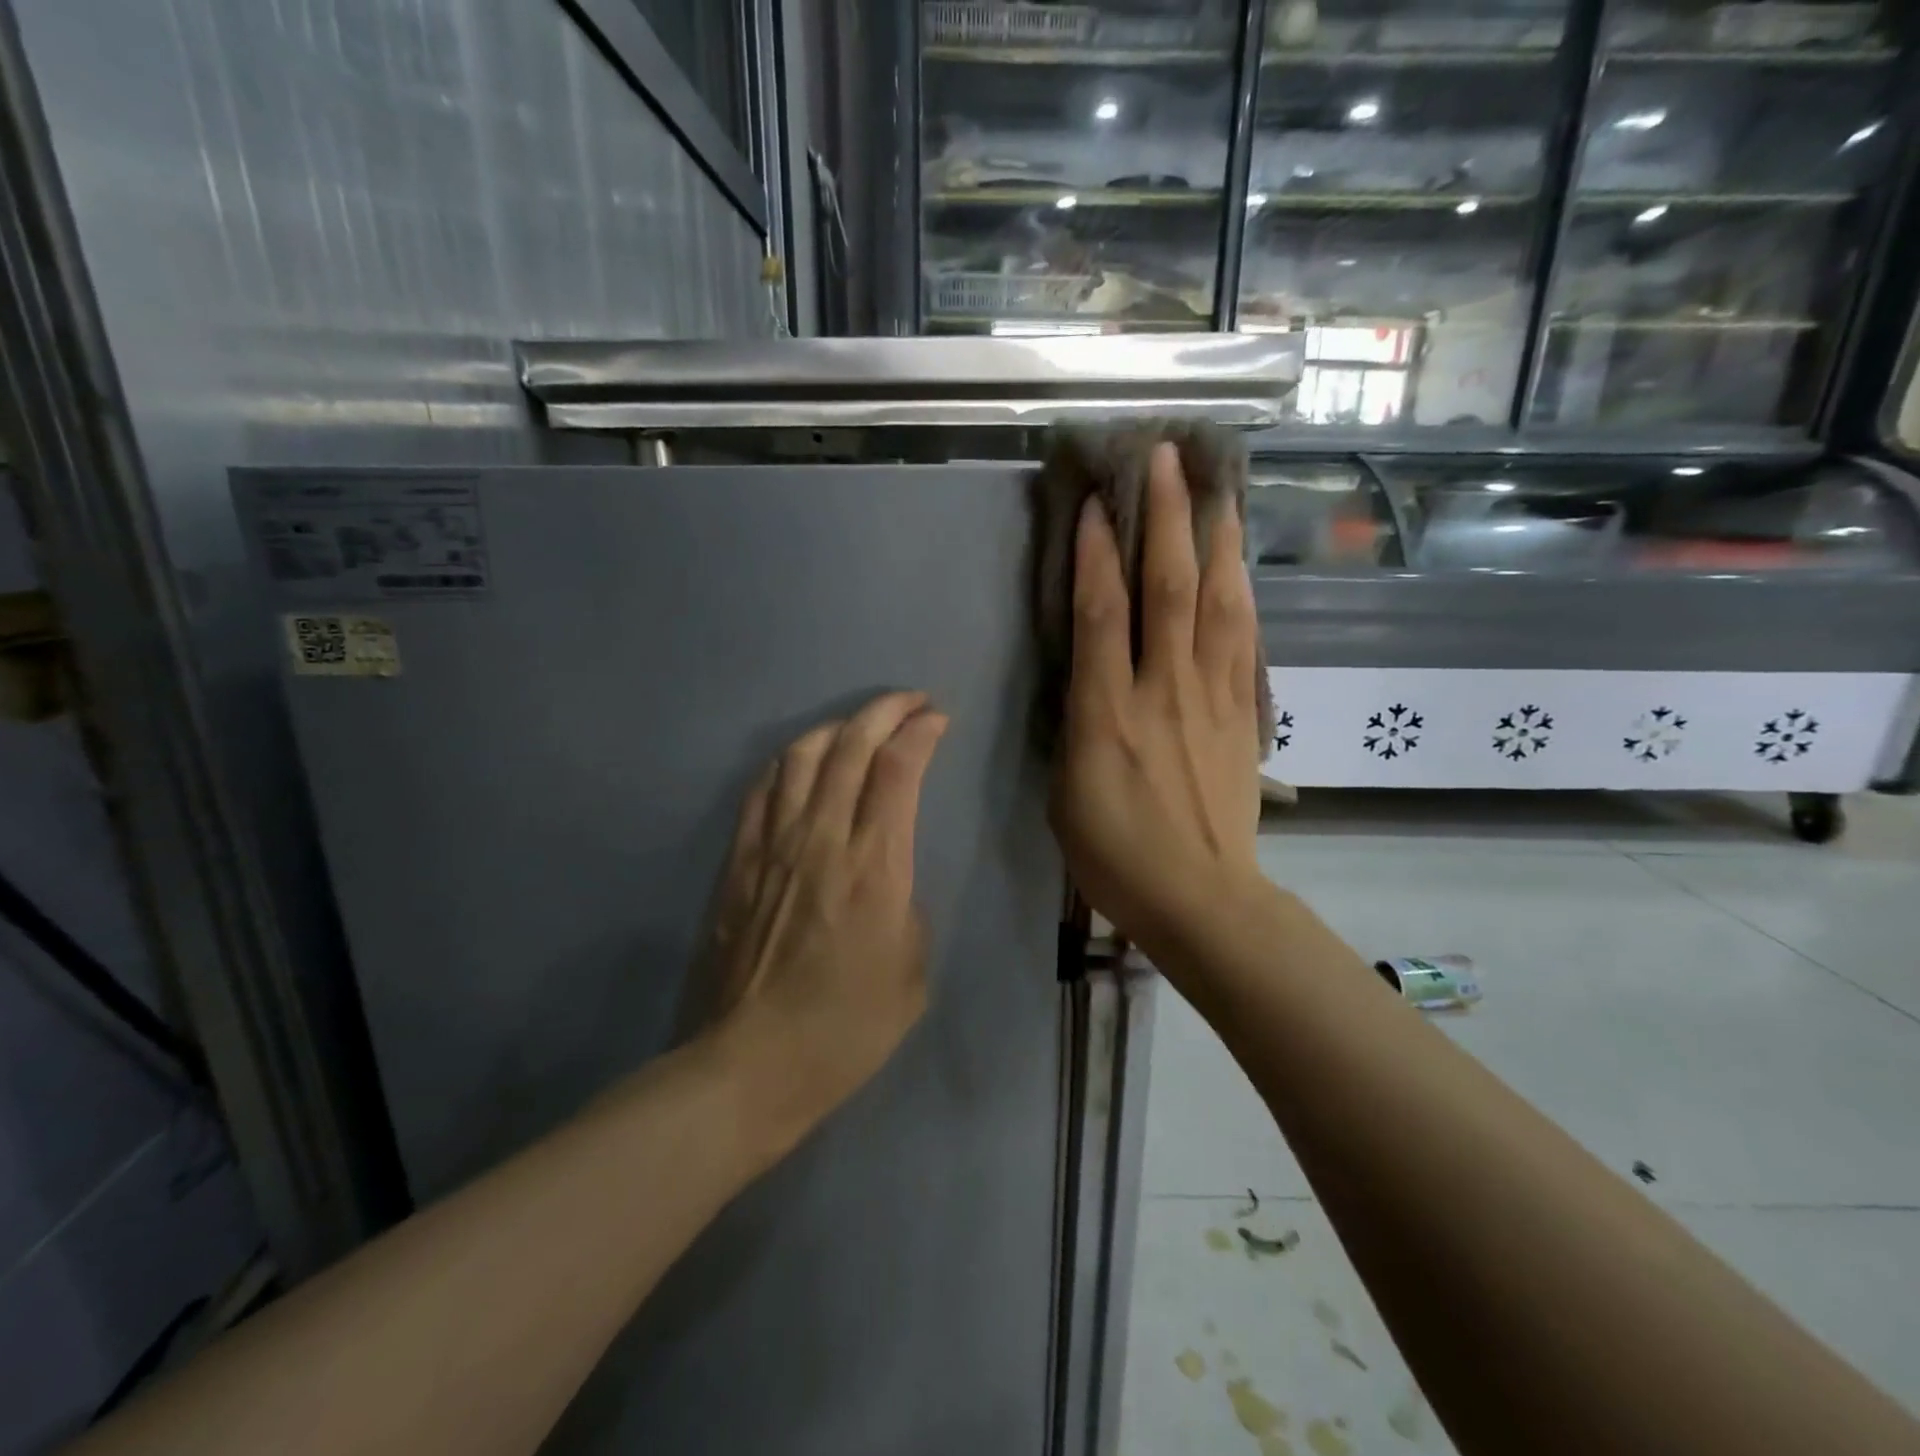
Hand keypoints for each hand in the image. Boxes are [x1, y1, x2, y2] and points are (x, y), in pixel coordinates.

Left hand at [702, 692, 949, 1146]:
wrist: (751, 1064)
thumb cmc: (846, 1029)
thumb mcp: (913, 973)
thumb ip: (907, 906)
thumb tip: (888, 876)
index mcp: (876, 868)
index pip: (898, 771)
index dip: (920, 732)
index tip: (937, 720)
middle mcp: (823, 840)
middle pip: (851, 747)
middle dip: (885, 710)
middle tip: (909, 702)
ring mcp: (773, 846)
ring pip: (801, 756)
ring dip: (837, 727)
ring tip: (859, 726)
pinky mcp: (739, 862)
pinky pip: (761, 790)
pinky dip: (787, 760)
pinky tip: (801, 760)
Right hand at [1049, 443, 1264, 954]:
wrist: (1200, 897)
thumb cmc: (1115, 854)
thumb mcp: (1066, 790)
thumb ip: (1076, 721)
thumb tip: (1086, 674)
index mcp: (1108, 715)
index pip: (1101, 615)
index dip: (1097, 553)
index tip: (1096, 501)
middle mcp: (1163, 691)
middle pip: (1169, 589)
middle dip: (1166, 518)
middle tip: (1166, 458)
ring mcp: (1212, 698)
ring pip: (1219, 603)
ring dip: (1216, 539)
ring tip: (1217, 488)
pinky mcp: (1243, 713)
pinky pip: (1244, 639)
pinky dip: (1241, 592)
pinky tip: (1239, 564)